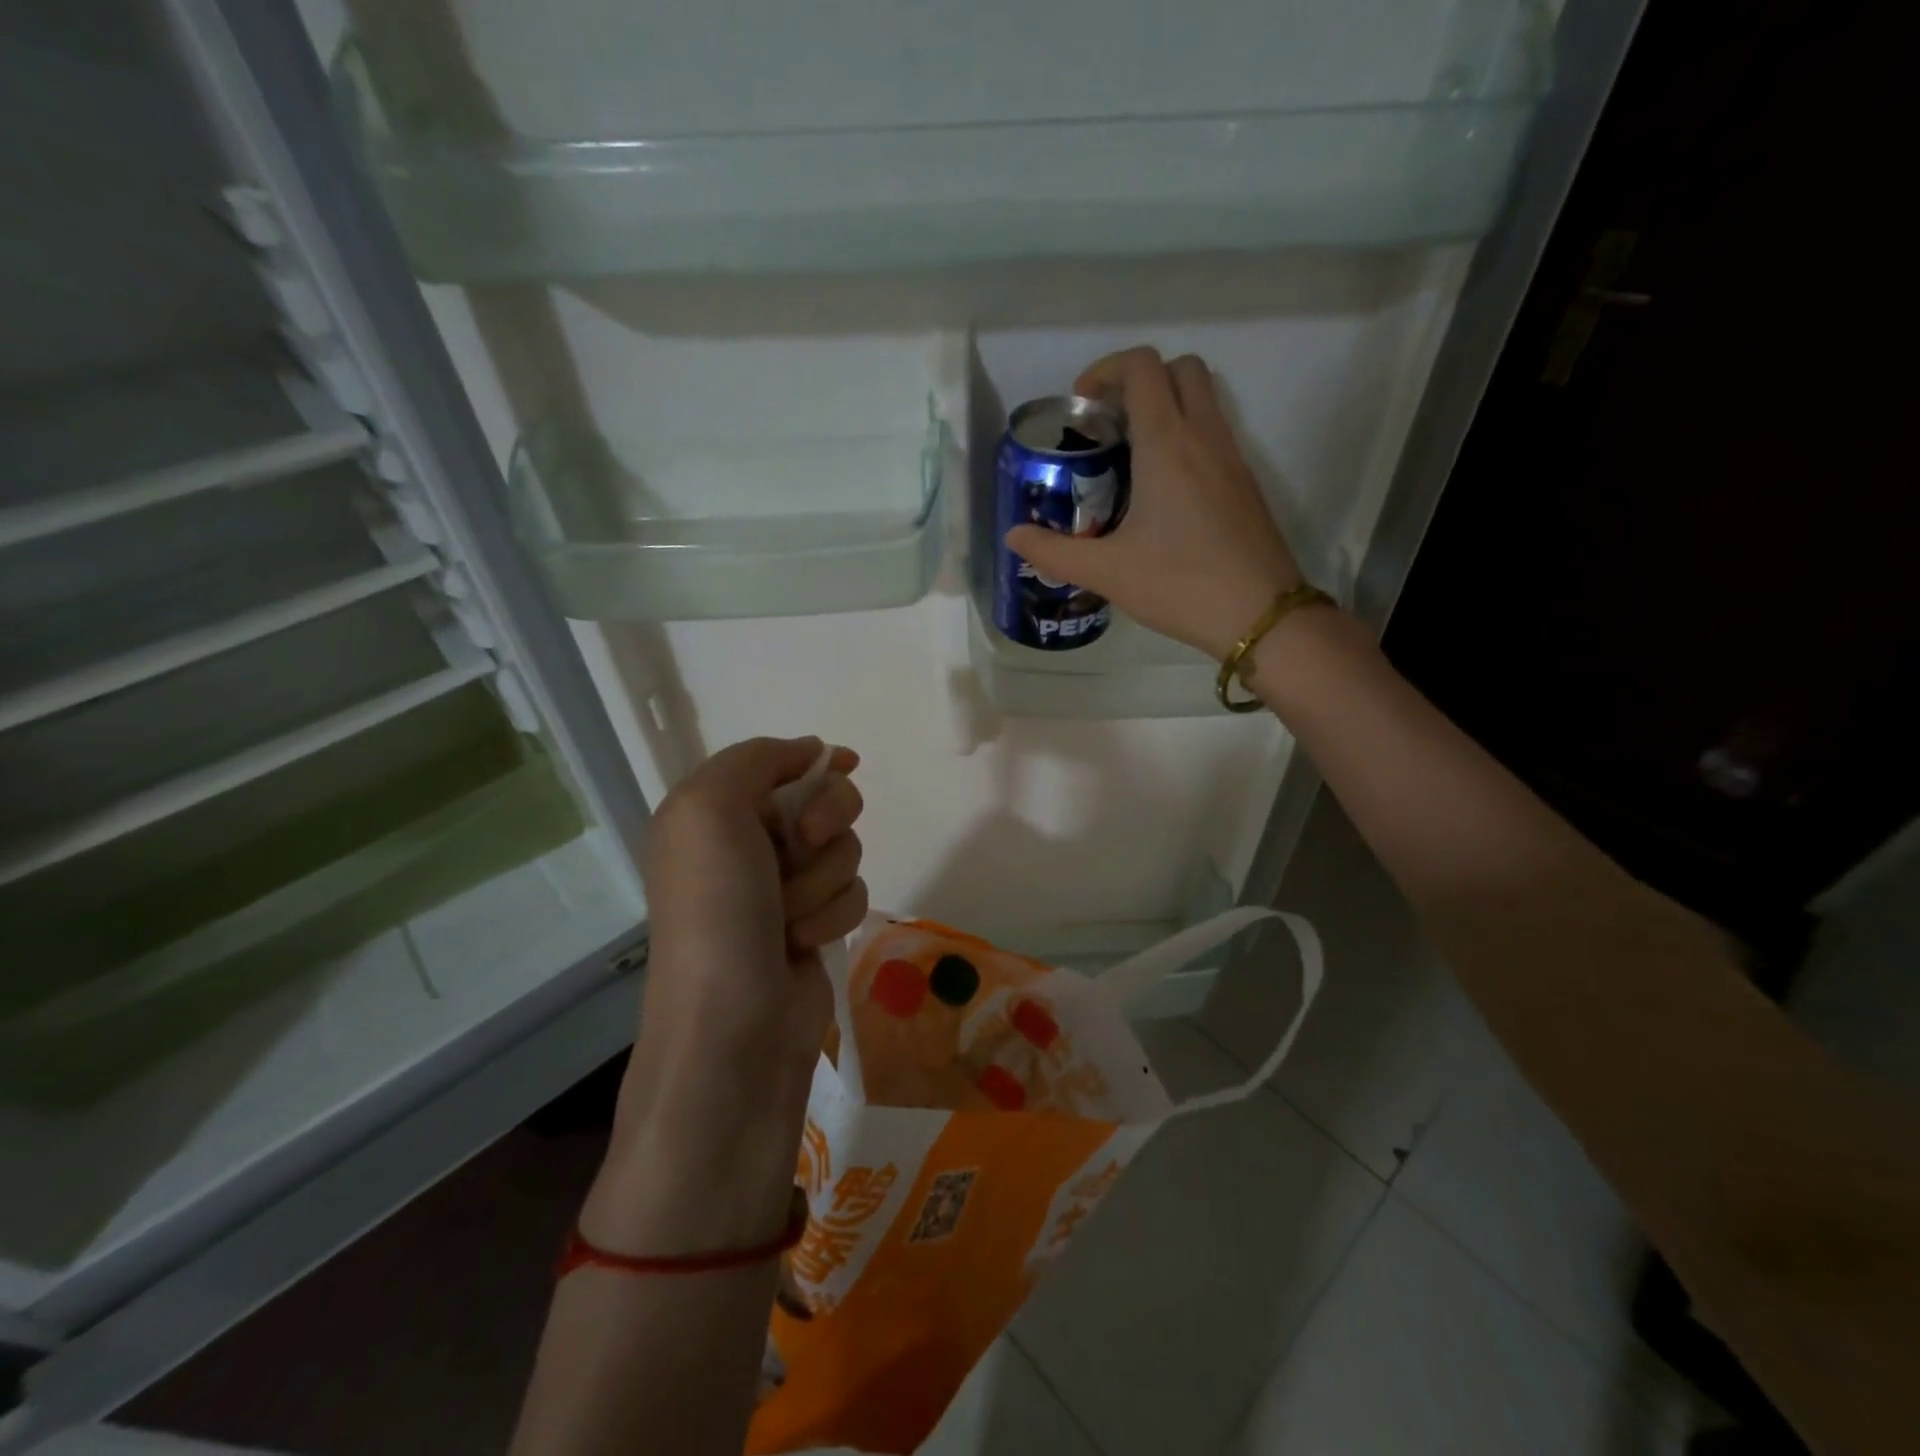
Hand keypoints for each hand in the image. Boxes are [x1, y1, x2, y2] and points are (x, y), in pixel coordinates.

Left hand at [588, 736, 866, 1253]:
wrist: (733, 1024)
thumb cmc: (716, 908)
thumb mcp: (710, 808)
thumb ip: (757, 758)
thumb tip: (814, 751)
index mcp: (714, 813)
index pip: (779, 764)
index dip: (814, 763)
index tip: (843, 765)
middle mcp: (748, 845)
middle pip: (824, 799)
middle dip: (825, 819)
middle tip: (806, 841)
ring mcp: (784, 887)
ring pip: (844, 848)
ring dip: (823, 879)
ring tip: (790, 918)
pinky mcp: (814, 923)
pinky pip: (851, 890)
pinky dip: (833, 912)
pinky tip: (804, 943)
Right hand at [1005, 346, 1303, 659]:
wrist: (1261, 615)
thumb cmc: (1180, 584)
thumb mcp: (1107, 572)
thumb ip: (1054, 552)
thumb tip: (1014, 537)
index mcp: (1168, 444)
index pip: (1142, 367)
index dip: (1106, 370)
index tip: (1081, 407)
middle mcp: (1205, 437)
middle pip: (1179, 369)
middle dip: (1139, 380)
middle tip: (1108, 424)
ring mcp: (1232, 458)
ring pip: (1202, 400)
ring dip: (1165, 408)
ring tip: (1129, 458)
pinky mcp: (1246, 483)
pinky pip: (1214, 435)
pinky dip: (1185, 438)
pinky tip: (1161, 494)